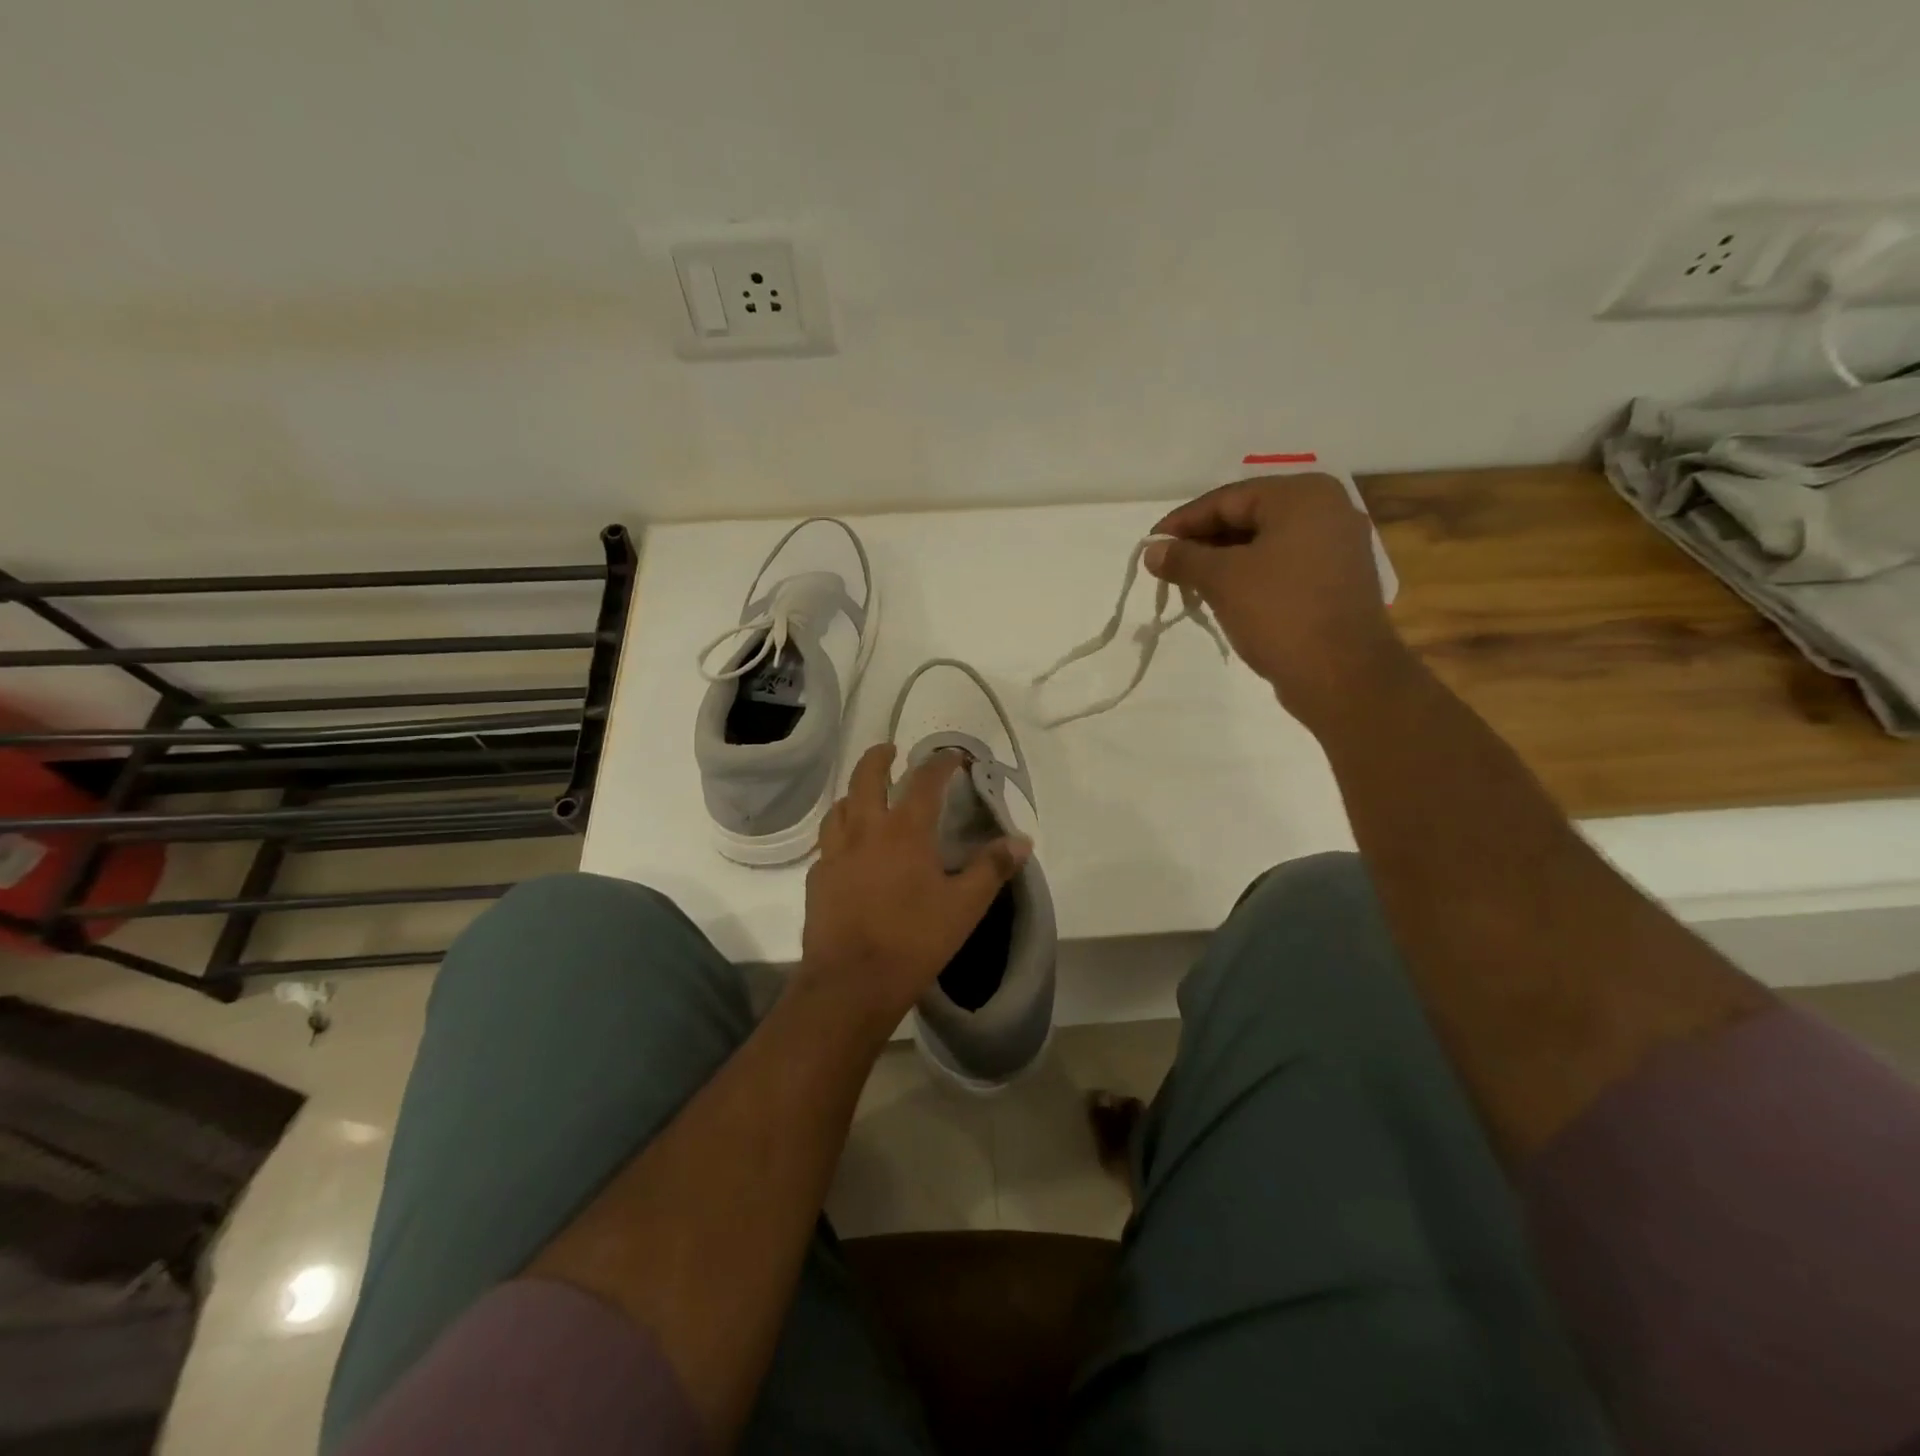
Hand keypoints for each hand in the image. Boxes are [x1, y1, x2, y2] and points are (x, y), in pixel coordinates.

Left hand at [799, 744, 1030, 1031]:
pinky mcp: (818, 878)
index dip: (941, 762)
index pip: (925, 780)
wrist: (851, 983)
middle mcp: (865, 830)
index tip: (953, 756)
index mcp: (904, 830)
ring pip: (840, 806)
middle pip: (866, 777)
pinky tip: (850, 850)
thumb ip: (992, 868)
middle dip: (879, 757)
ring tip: (867, 797)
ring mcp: (835, 853)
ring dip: (855, 793)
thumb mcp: (965, 906)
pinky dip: (841, 832)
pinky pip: (828, 842)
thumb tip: (1022, 840)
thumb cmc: (914, 940)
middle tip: (891, 751)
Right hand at [1145, 474, 1407, 730]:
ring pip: (1264, 543)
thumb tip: (1152, 550)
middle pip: (1248, 517)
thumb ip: (1183, 558)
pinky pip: (1283, 565)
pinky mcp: (1337, 580)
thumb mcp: (1222, 580)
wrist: (1342, 675)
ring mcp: (1337, 546)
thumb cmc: (1280, 613)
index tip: (1150, 545)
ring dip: (1223, 562)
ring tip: (1188, 584)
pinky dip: (1250, 576)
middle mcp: (1326, 510)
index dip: (1182, 522)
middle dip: (1203, 543)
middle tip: (1166, 567)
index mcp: (1301, 495)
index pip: (1226, 499)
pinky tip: (1223, 596)